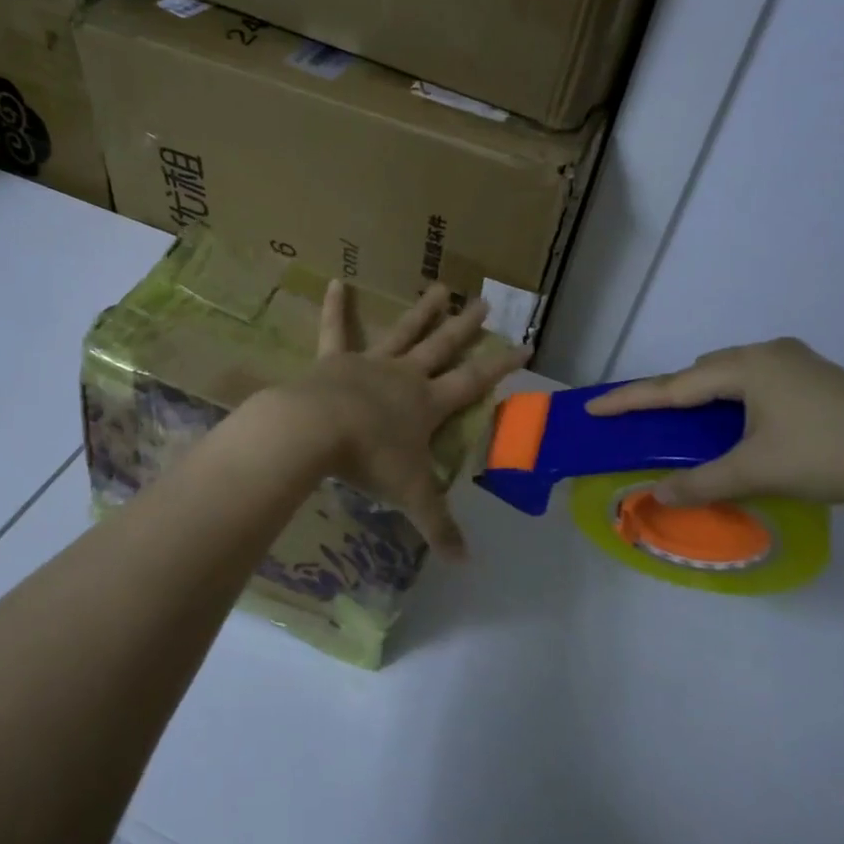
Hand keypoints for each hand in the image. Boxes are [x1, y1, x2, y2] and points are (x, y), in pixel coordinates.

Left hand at [262, 282, 528, 558]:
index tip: (525, 344)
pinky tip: (335, 281)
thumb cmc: (370, 460)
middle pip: (443, 347)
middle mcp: (405, 376)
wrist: (318, 430)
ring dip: (422, 311)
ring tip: (440, 287)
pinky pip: (336, 330)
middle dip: (465, 327)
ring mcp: (370, 363)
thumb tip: (465, 562)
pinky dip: (336, 307)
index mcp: (428, 403)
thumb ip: (438, 525)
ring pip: (403, 333)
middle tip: (484, 302)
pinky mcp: (335, 360)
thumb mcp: (410, 495)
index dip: (501, 365)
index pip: (474, 382)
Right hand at [587, 338, 843, 515]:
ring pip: (733, 374)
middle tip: (650, 422)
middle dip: (672, 396)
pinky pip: (759, 380)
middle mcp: (769, 353)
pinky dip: (737, 398)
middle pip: (702, 372)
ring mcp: (799, 361)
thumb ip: (700, 483)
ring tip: (695, 427)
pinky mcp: (820, 377)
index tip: (594, 407)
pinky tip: (743, 422)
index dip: (630, 400)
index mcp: (747, 367)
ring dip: (707, 396)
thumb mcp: (756, 472)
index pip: (673, 386)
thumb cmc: (827, 456)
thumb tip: (656, 496)